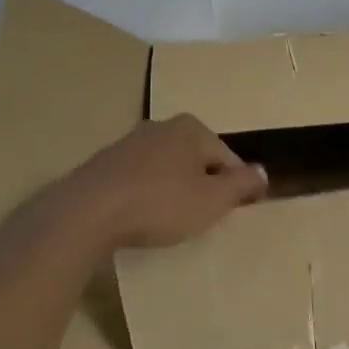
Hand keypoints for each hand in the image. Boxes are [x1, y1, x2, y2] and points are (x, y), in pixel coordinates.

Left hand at [60, 114, 268, 249]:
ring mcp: (129, 143)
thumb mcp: (214, 200)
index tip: (235, 214)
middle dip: (204, 186)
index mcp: (192, 129)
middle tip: (204, 219)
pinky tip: (142, 218)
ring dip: (175, 191)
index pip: (229, 159)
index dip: (237, 188)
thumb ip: (242, 184)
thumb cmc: (161, 204)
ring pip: (168, 169)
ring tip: (172, 222)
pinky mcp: (104, 164)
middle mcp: (161, 126)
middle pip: (197, 161)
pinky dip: (147, 195)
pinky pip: (140, 179)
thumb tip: (262, 172)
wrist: (86, 213)